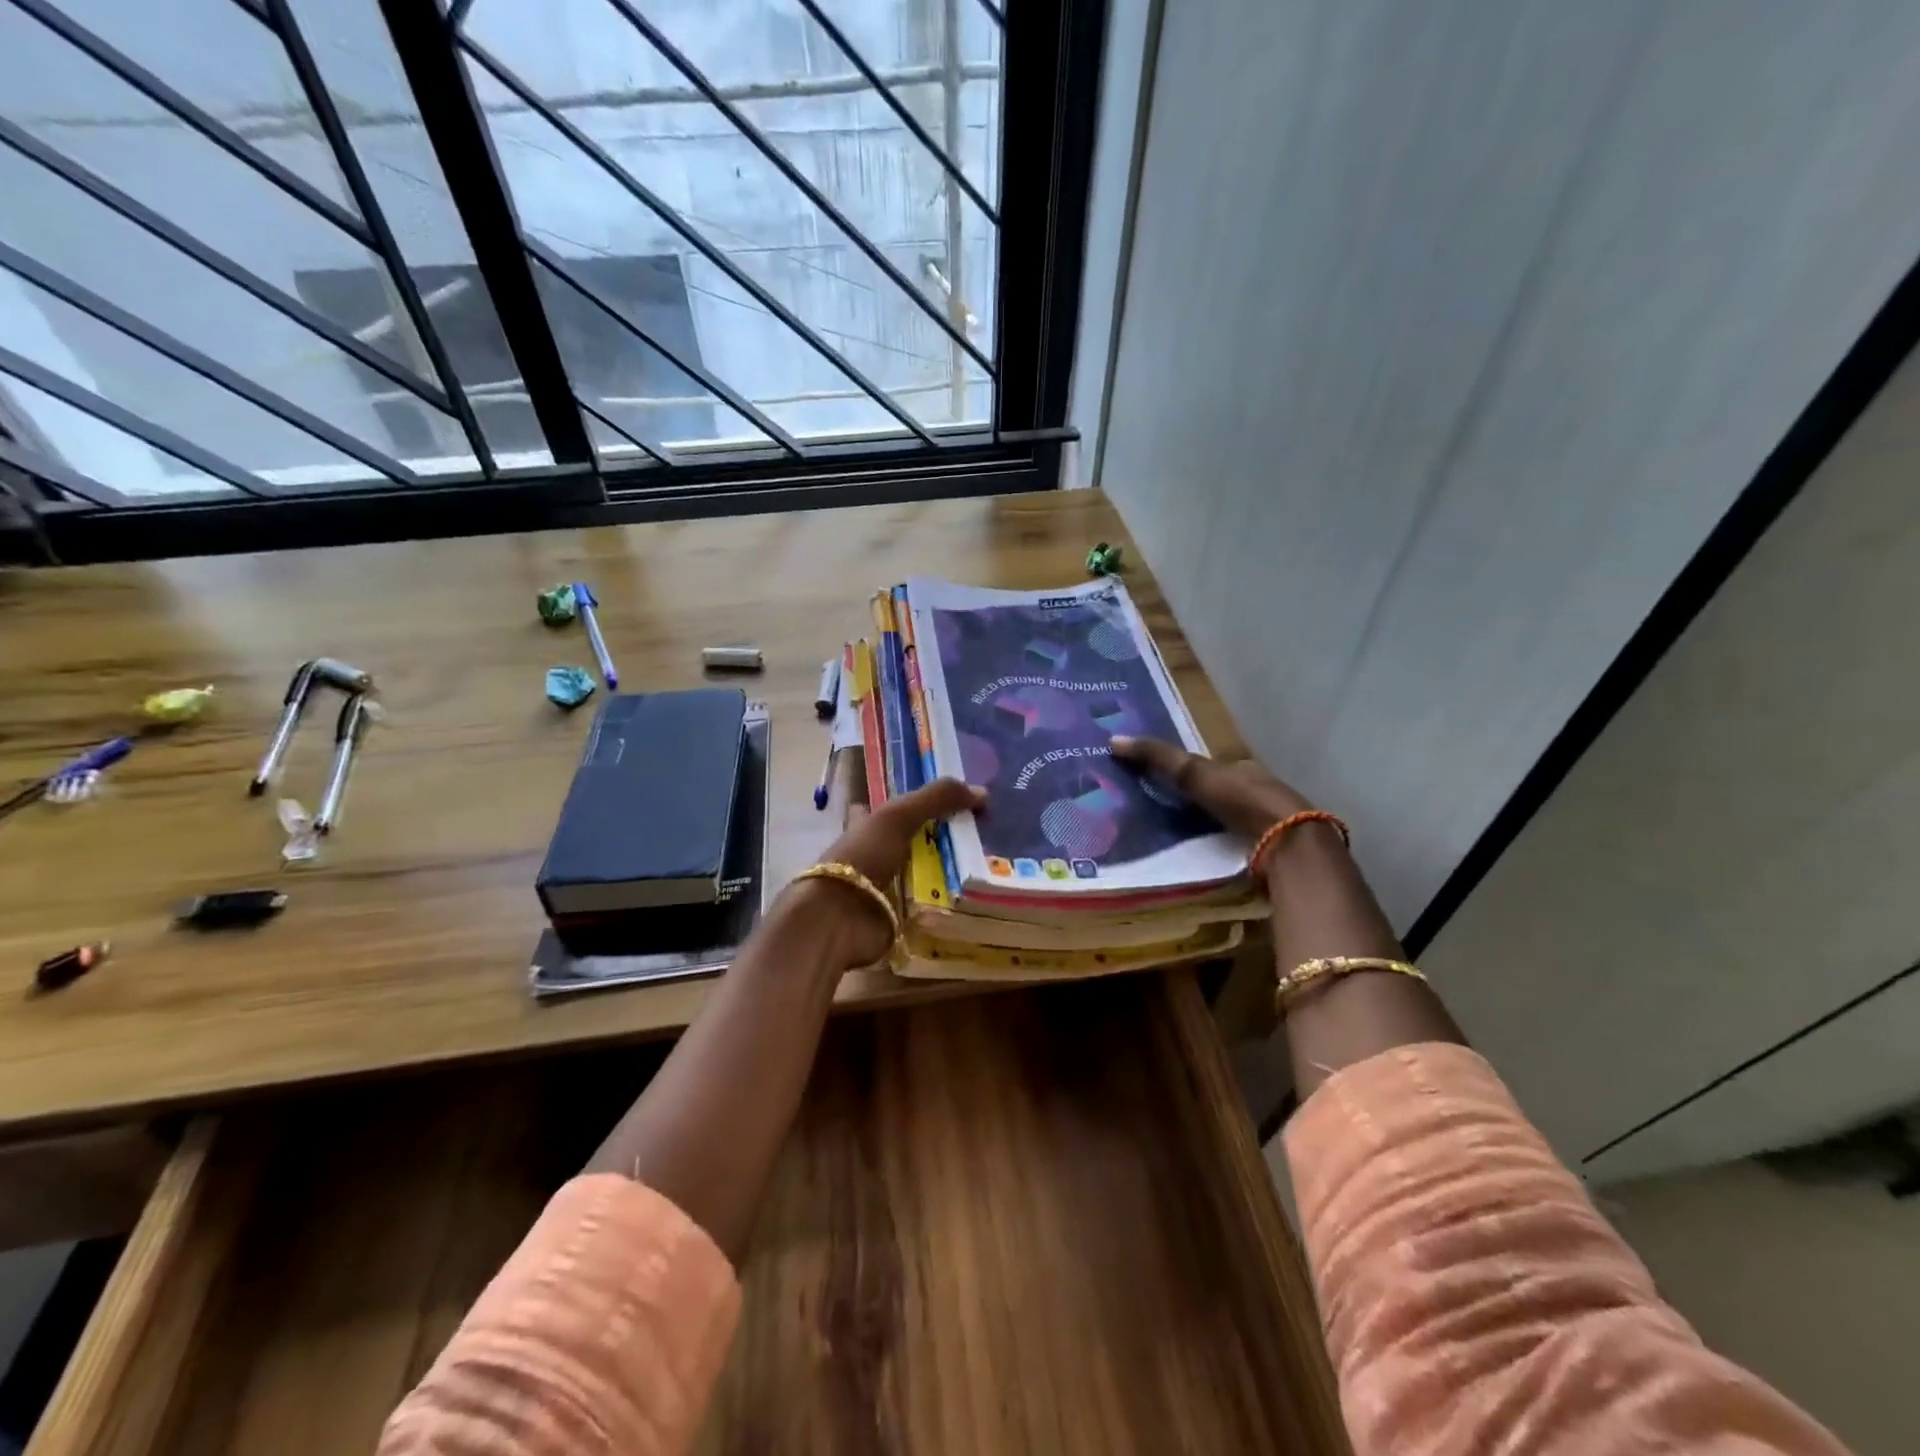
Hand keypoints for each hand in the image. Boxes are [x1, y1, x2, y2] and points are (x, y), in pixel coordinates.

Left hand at [795, 777, 984, 967]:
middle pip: (910, 843)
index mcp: (865, 827)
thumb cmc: (862, 857)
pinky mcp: (898, 916)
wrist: (839, 918)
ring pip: (923, 874)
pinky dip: (949, 903)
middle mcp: (873, 855)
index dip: (907, 803)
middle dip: (938, 839)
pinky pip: (930, 906)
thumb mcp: (897, 816)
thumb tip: (982, 792)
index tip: (944, 799)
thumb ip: (936, 799)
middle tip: (982, 833)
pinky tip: (978, 897)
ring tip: (990, 864)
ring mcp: (885, 888)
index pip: (885, 809)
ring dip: (949, 873)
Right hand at [1108, 735, 1314, 838]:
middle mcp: (1256, 790)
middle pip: (1220, 793)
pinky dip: (1220, 847)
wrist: (1290, 842)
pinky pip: (1237, 844)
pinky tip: (1203, 855)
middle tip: (1163, 809)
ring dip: (1207, 826)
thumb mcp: (1195, 773)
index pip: (1210, 766)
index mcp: (1242, 768)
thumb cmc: (1243, 798)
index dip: (1186, 771)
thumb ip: (1158, 757)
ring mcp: (1266, 823)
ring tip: (1175, 837)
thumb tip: (1113, 740)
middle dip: (1197, 800)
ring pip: (1230, 820)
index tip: (1160, 780)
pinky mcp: (1269, 852)